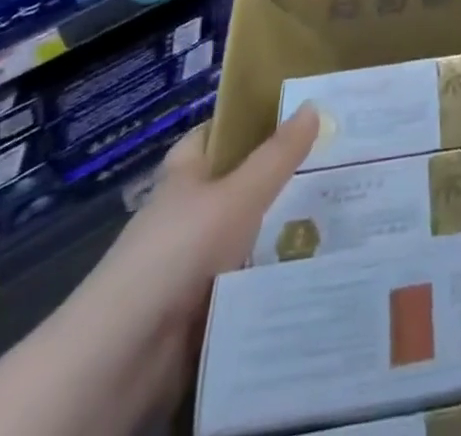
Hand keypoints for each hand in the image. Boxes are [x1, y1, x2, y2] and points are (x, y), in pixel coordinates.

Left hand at [80, 103, 319, 342]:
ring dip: (279, 230)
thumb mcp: (238, 195)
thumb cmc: (178, 251)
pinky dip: (270, 274)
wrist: (123, 356)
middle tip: (332, 165)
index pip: (213, 135)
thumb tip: (314, 104)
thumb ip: (277, 155)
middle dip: (277, 178)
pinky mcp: (198, 308)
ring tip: (338, 214)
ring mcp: (189, 263)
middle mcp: (185, 213)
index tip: (291, 113)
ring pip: (244, 234)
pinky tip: (312, 266)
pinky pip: (244, 279)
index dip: (245, 121)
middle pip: (236, 184)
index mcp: (184, 176)